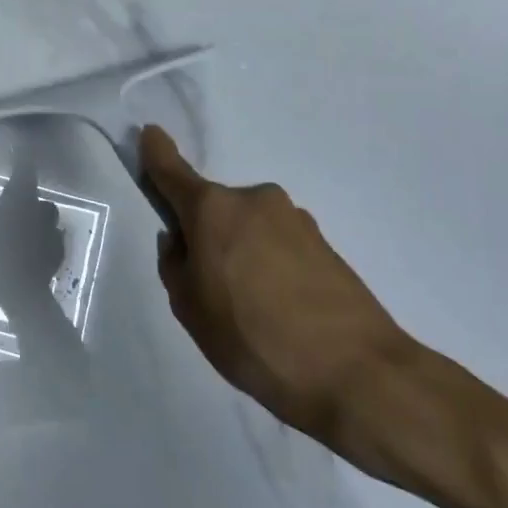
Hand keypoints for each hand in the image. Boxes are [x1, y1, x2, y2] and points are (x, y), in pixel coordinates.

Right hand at [140, 126, 420, 477]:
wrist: (358, 374)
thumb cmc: (254, 338)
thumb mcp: (190, 309)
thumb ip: (175, 266)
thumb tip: (181, 241)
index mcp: (213, 210)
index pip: (173, 171)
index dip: (157, 153)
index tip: (150, 133)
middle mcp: (254, 200)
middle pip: (215, 209)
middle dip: (205, 234)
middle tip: (210, 286)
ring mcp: (295, 219)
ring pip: (249, 228)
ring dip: (241, 252)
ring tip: (252, 308)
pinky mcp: (325, 243)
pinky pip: (279, 245)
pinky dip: (270, 266)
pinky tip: (281, 309)